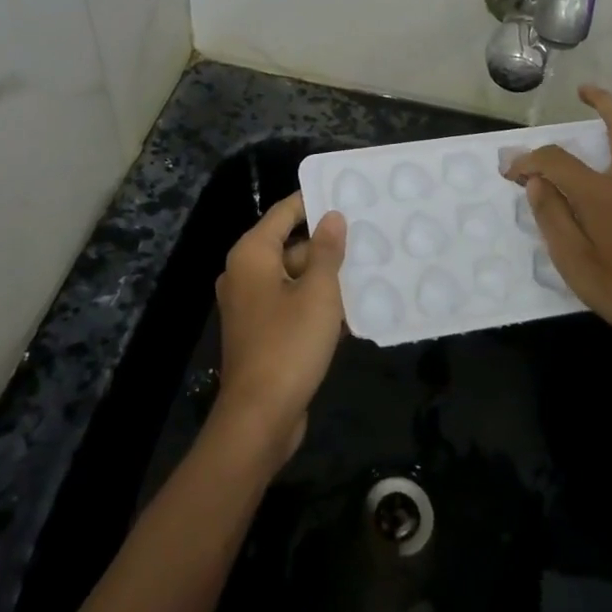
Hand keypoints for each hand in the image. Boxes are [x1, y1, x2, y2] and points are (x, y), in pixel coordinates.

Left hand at [213, 192, 346, 465]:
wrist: (260, 417)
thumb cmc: (289, 344)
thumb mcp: (318, 293)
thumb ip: (326, 251)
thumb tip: (332, 216)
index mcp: (252, 255)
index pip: (284, 212)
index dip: (313, 201)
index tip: (346, 194)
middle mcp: (244, 273)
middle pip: (289, 245)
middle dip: (326, 245)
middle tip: (367, 236)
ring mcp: (250, 305)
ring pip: (293, 278)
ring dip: (325, 278)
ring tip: (367, 270)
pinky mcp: (260, 332)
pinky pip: (290, 305)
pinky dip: (315, 304)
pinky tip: (351, 310)